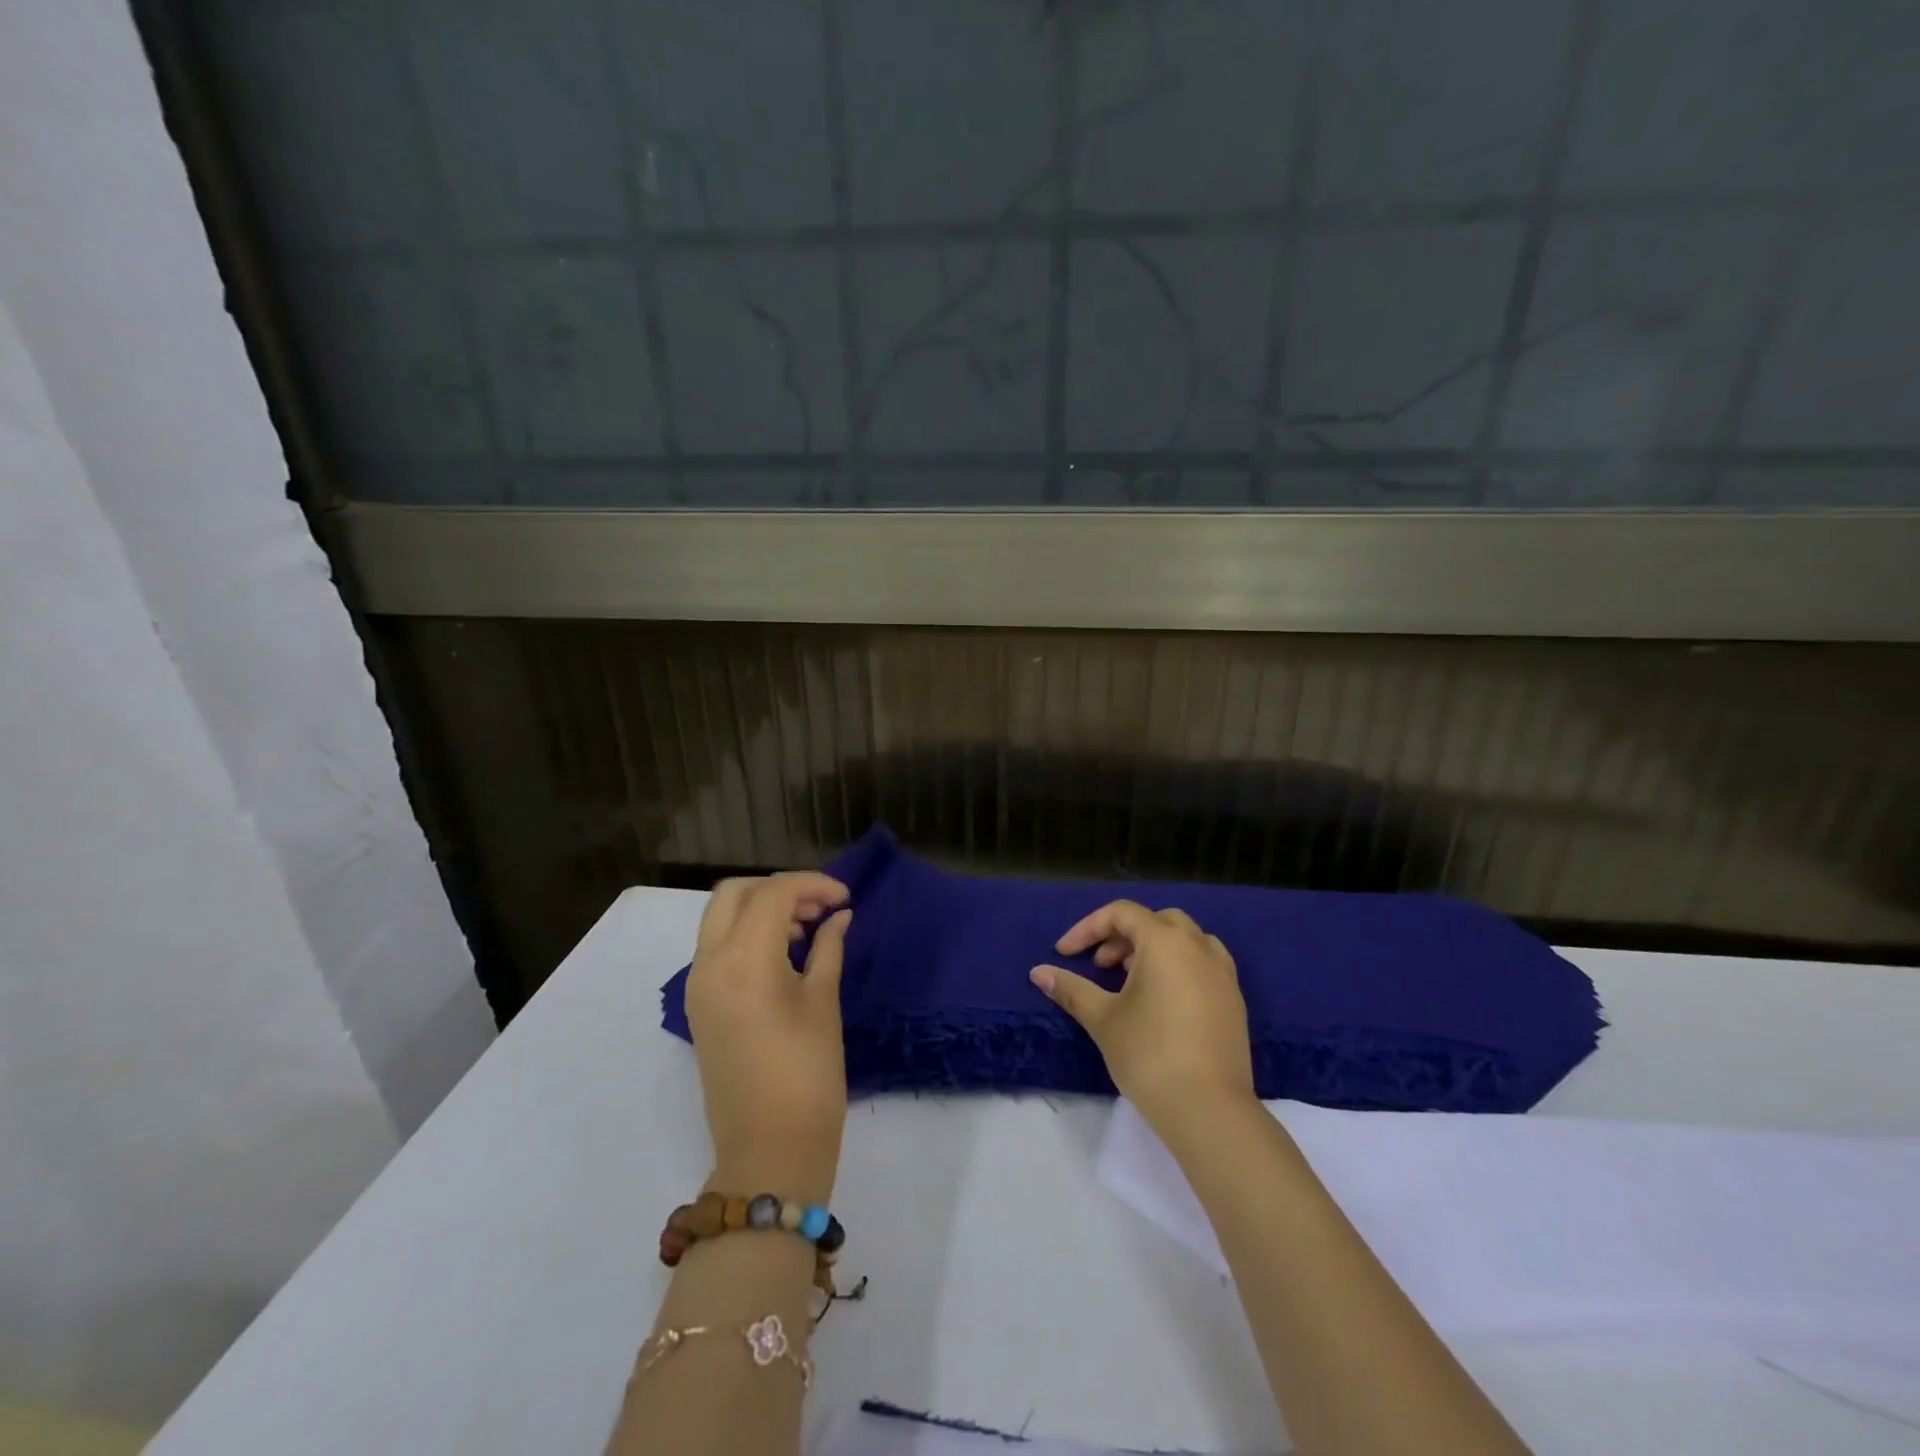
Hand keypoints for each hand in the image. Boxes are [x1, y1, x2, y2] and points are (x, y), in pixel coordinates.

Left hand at [685, 873, 851, 1200]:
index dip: (812, 885)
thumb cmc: (807, 1076)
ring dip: (760, 909)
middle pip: (735, 894)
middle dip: (778, 889)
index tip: (845, 898)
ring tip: (806, 929)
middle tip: (819, 908)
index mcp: (743, 960)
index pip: (773, 893)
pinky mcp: (699, 1006)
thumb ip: (827, 948)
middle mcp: (709, 963)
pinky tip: (783, 953)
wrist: (769, 1152)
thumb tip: (838, 916)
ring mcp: (698, 985)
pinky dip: (746, 934)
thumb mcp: (823, 1003)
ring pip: (720, 918)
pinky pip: (717, 947)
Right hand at [1030, 900, 1254, 1132]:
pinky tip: (1162, 1000)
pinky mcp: (1234, 1000)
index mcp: (1165, 941)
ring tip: (1130, 979)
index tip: (1065, 954)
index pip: (1122, 914)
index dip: (1088, 928)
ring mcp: (1222, 973)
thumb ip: (1072, 989)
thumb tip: (1038, 972)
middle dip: (1122, 935)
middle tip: (1101, 965)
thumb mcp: (1103, 1019)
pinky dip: (1178, 965)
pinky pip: (1203, 963)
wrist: (1209, 1110)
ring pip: (1184, 939)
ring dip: (1152, 948)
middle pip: (1156, 921)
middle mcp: (1198, 946)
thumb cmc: (1149, 1055)